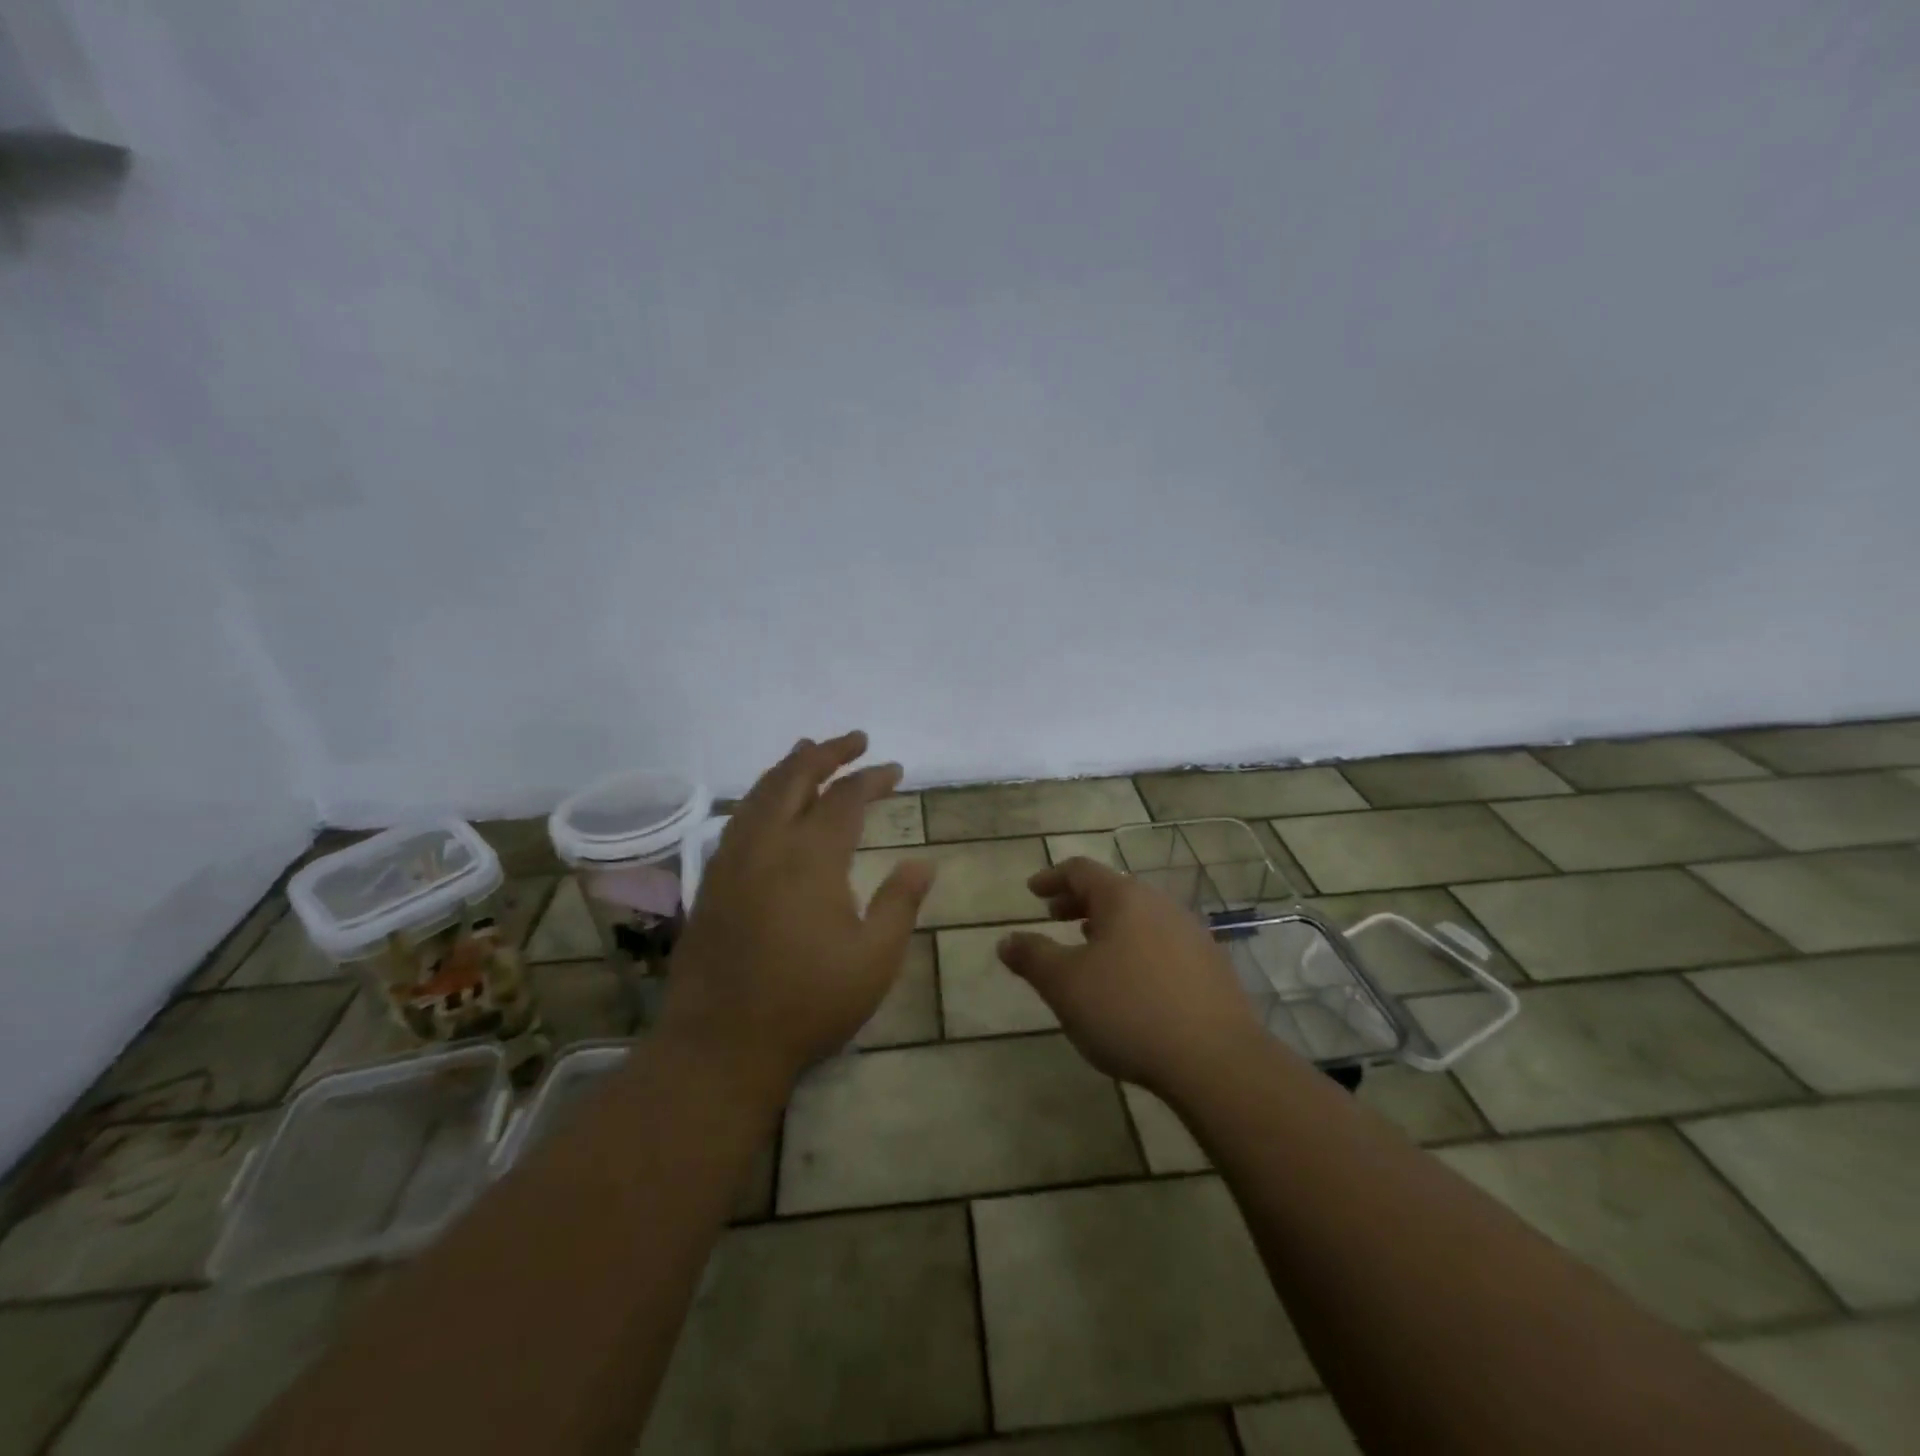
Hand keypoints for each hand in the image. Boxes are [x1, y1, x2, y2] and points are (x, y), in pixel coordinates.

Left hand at [663, 732, 934, 1096]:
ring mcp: (732, 860)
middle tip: (855, 739)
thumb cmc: (808, 1004)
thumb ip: (900, 903)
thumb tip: (924, 862)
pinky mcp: (712, 881)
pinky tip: (769, 803)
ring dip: (789, 766)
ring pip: (759, 792)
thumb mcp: (874, 959)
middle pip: (795, 777)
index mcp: (812, 858)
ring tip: (809, 750)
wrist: (721, 1045)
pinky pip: (738, 817)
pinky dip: (760, 794)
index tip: (895, 770)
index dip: (872, 778)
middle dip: (827, 752)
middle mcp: (768, 845)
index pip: (846, 798)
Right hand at [997, 858, 1270, 1099]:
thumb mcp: (1065, 985)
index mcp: (1123, 898)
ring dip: (1109, 926)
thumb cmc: (1128, 1011)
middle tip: (1054, 916)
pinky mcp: (1211, 966)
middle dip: (1079, 902)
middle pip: (1113, 891)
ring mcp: (1191, 934)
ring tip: (1089, 946)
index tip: (1032, 891)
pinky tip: (1131, 980)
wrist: (1216, 1060)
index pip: (1081, 870)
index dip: (1052, 878)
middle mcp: (1160, 904)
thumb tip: (1007, 940)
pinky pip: (1162, 943)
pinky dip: (1135, 947)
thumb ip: (1032, 957)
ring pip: (1140, 917)